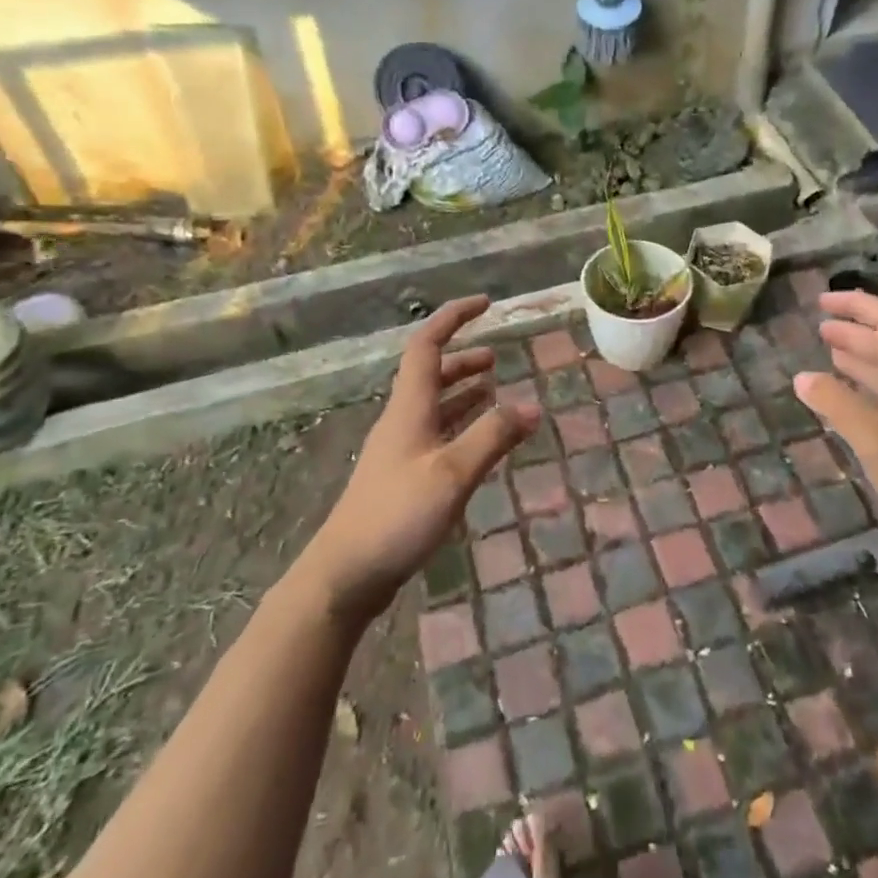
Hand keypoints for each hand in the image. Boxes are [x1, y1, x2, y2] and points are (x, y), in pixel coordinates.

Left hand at [299, 296, 539, 623]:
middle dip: (463, 359)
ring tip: (493, 391)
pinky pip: (436, 435)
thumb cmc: (397, 515)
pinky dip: (460, 426)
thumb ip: (492, 438)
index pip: (427, 345)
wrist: (345, 573)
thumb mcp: (452, 474)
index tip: (485, 303)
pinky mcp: (402, 478)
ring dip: (462, 392)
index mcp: (409, 409)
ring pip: (434, 407)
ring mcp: (400, 451)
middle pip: (430, 375)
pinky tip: (477, 441)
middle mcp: (402, 421)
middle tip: (497, 358)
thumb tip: (532, 406)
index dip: (454, 318)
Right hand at [793, 290, 877, 574]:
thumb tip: (801, 376)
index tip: (821, 301)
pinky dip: (864, 391)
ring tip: (828, 354)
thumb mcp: (876, 441)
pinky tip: (849, 404)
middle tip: (818, 327)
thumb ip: (838, 406)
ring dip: (859, 359)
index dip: (857, 306)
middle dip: (853, 331)